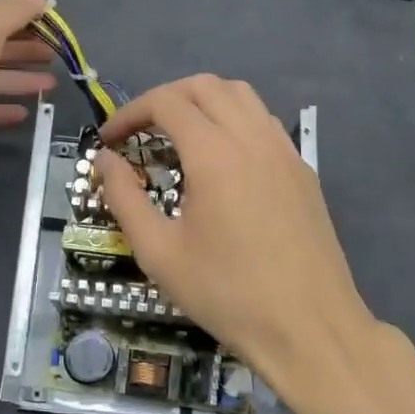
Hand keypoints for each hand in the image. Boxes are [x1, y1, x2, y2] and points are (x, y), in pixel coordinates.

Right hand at [96, 75, 381, 397]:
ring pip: (240, 95)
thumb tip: (104, 159)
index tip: (108, 140)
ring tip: (178, 134)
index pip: (166, 102)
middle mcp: (252, 137)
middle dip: (164, 98)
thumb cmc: (227, 293)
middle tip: (139, 131)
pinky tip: (222, 157)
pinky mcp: (302, 169)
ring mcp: (284, 150)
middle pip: (204, 86)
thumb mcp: (159, 252)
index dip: (130, 113)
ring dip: (202, 101)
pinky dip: (234, 119)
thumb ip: (124, 198)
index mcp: (215, 153)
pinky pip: (263, 121)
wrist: (310, 328)